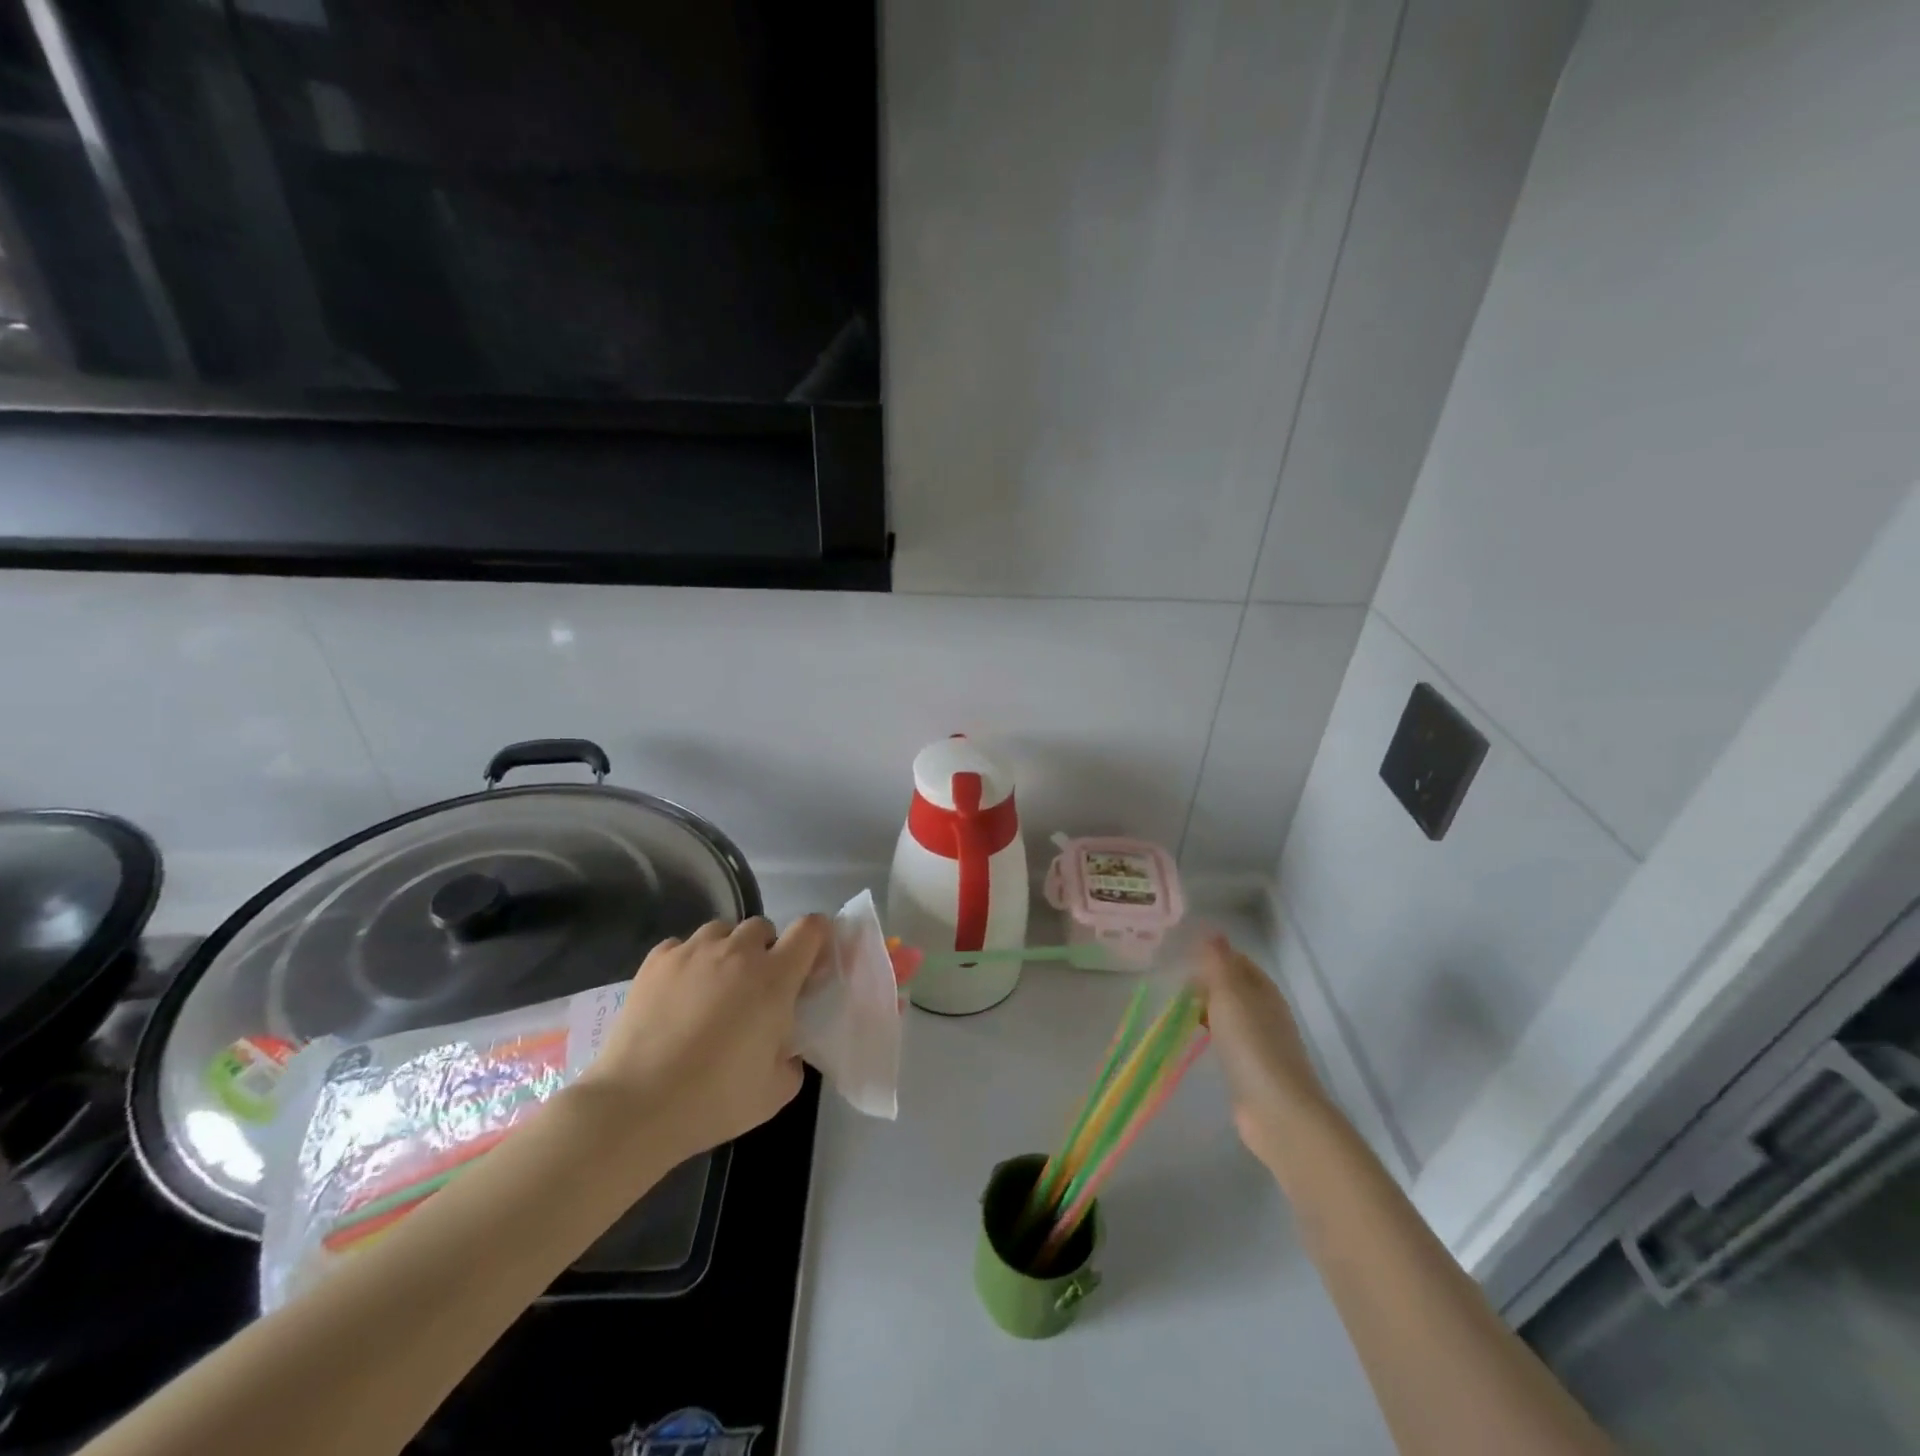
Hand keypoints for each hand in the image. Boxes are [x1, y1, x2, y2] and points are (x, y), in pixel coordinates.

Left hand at [578, 916, 829, 1164]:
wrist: (637, 1105)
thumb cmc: (715, 1099)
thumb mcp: (775, 1091)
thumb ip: (792, 1059)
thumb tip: (785, 1047)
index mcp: (775, 978)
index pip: (810, 929)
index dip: (816, 938)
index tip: (809, 965)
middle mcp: (737, 952)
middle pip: (762, 927)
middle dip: (765, 950)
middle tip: (755, 989)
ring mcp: (692, 951)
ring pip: (721, 931)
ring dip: (726, 950)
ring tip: (714, 985)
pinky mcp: (656, 961)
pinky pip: (681, 945)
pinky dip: (687, 961)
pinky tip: (678, 992)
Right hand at [1196, 932, 1335, 1172]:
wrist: (1277, 1110)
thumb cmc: (1251, 1044)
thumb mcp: (1229, 994)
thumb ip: (1218, 962)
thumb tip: (1212, 929)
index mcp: (1264, 990)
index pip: (1238, 962)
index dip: (1213, 956)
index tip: (1182, 956)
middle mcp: (1267, 1012)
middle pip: (1234, 988)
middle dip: (1207, 982)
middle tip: (1173, 983)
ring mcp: (1262, 1043)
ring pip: (1231, 1015)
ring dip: (1207, 1008)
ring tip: (1177, 1009)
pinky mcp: (1253, 1070)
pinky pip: (1228, 1041)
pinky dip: (1211, 1033)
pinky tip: (1195, 1039)